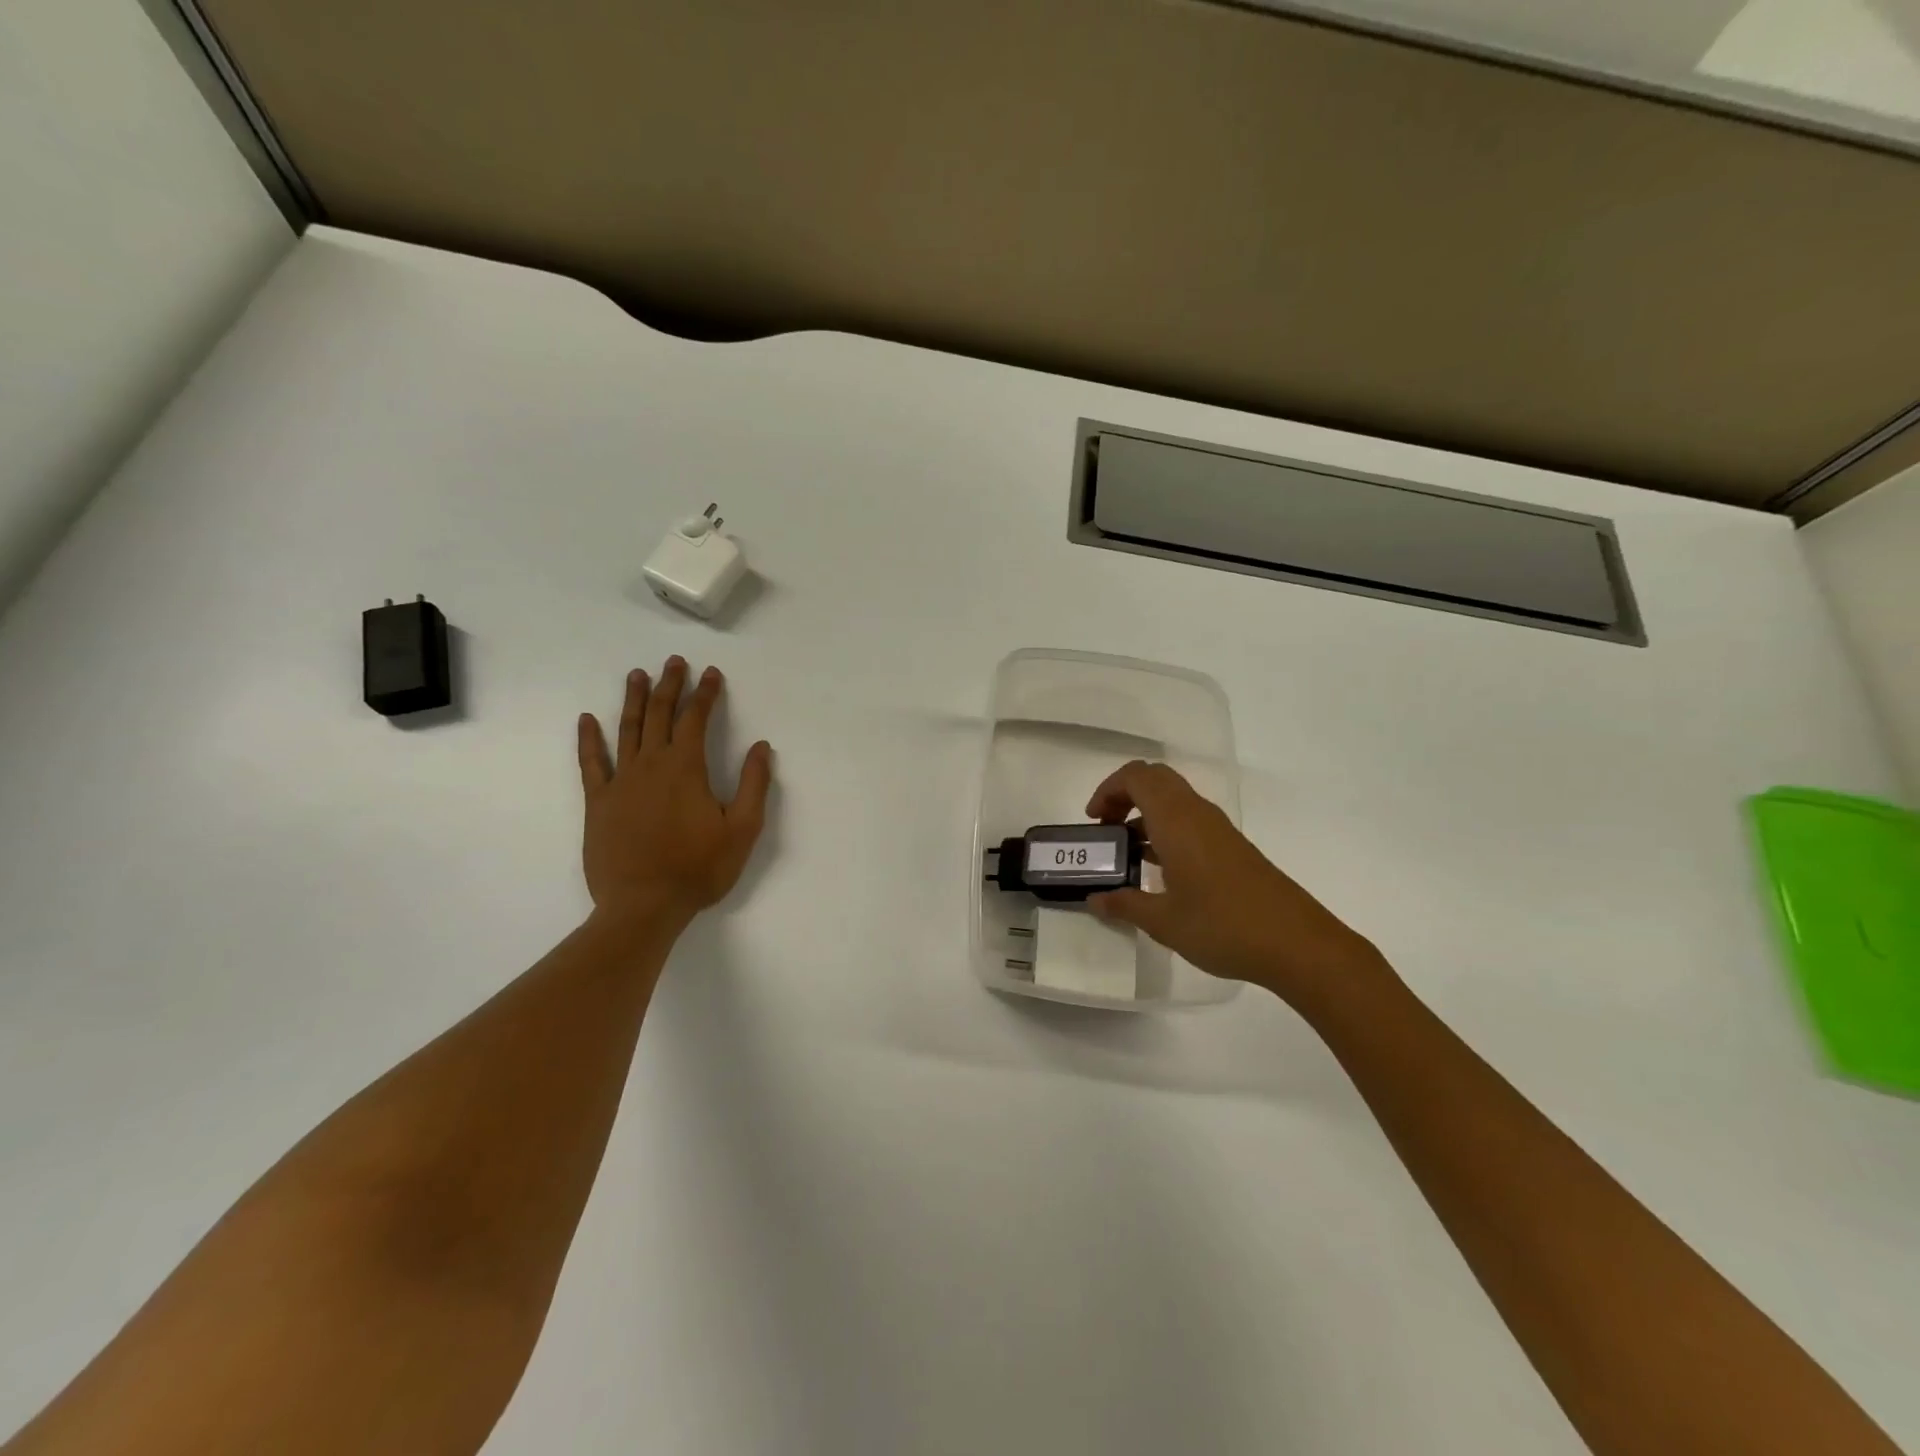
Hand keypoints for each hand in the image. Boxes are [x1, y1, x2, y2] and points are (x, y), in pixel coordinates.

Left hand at [577, 658, 773, 925]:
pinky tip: (588, 720)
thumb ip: (754, 785)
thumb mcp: (743, 830)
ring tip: (637, 675)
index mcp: (686, 768)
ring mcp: (620, 782)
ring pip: (627, 730)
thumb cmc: (699, 869)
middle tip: (674, 661)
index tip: (711, 673)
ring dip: (634, 700)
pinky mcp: (599, 802)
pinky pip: (591, 762)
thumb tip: (762, 747)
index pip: (696, 719)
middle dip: (670, 685)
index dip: (705, 693)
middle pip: (660, 715)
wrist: (643, 906)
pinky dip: (589, 739)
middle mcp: (651, 765)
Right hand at [1085, 760, 1385, 1004]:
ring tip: (1128, 854)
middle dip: (1124, 796)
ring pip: (1174, 800)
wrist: (1297, 944)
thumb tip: (1094, 900)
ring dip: (1146, 815)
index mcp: (1176, 820)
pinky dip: (1167, 831)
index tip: (1094, 821)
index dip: (1108, 789)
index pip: (1137, 776)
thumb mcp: (1163, 921)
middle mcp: (1198, 814)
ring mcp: (1219, 830)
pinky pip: (1190, 821)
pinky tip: (1161, 871)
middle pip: (1156, 780)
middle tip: (1108, 830)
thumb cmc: (1222, 926)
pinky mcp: (1232, 848)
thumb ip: (1124, 904)